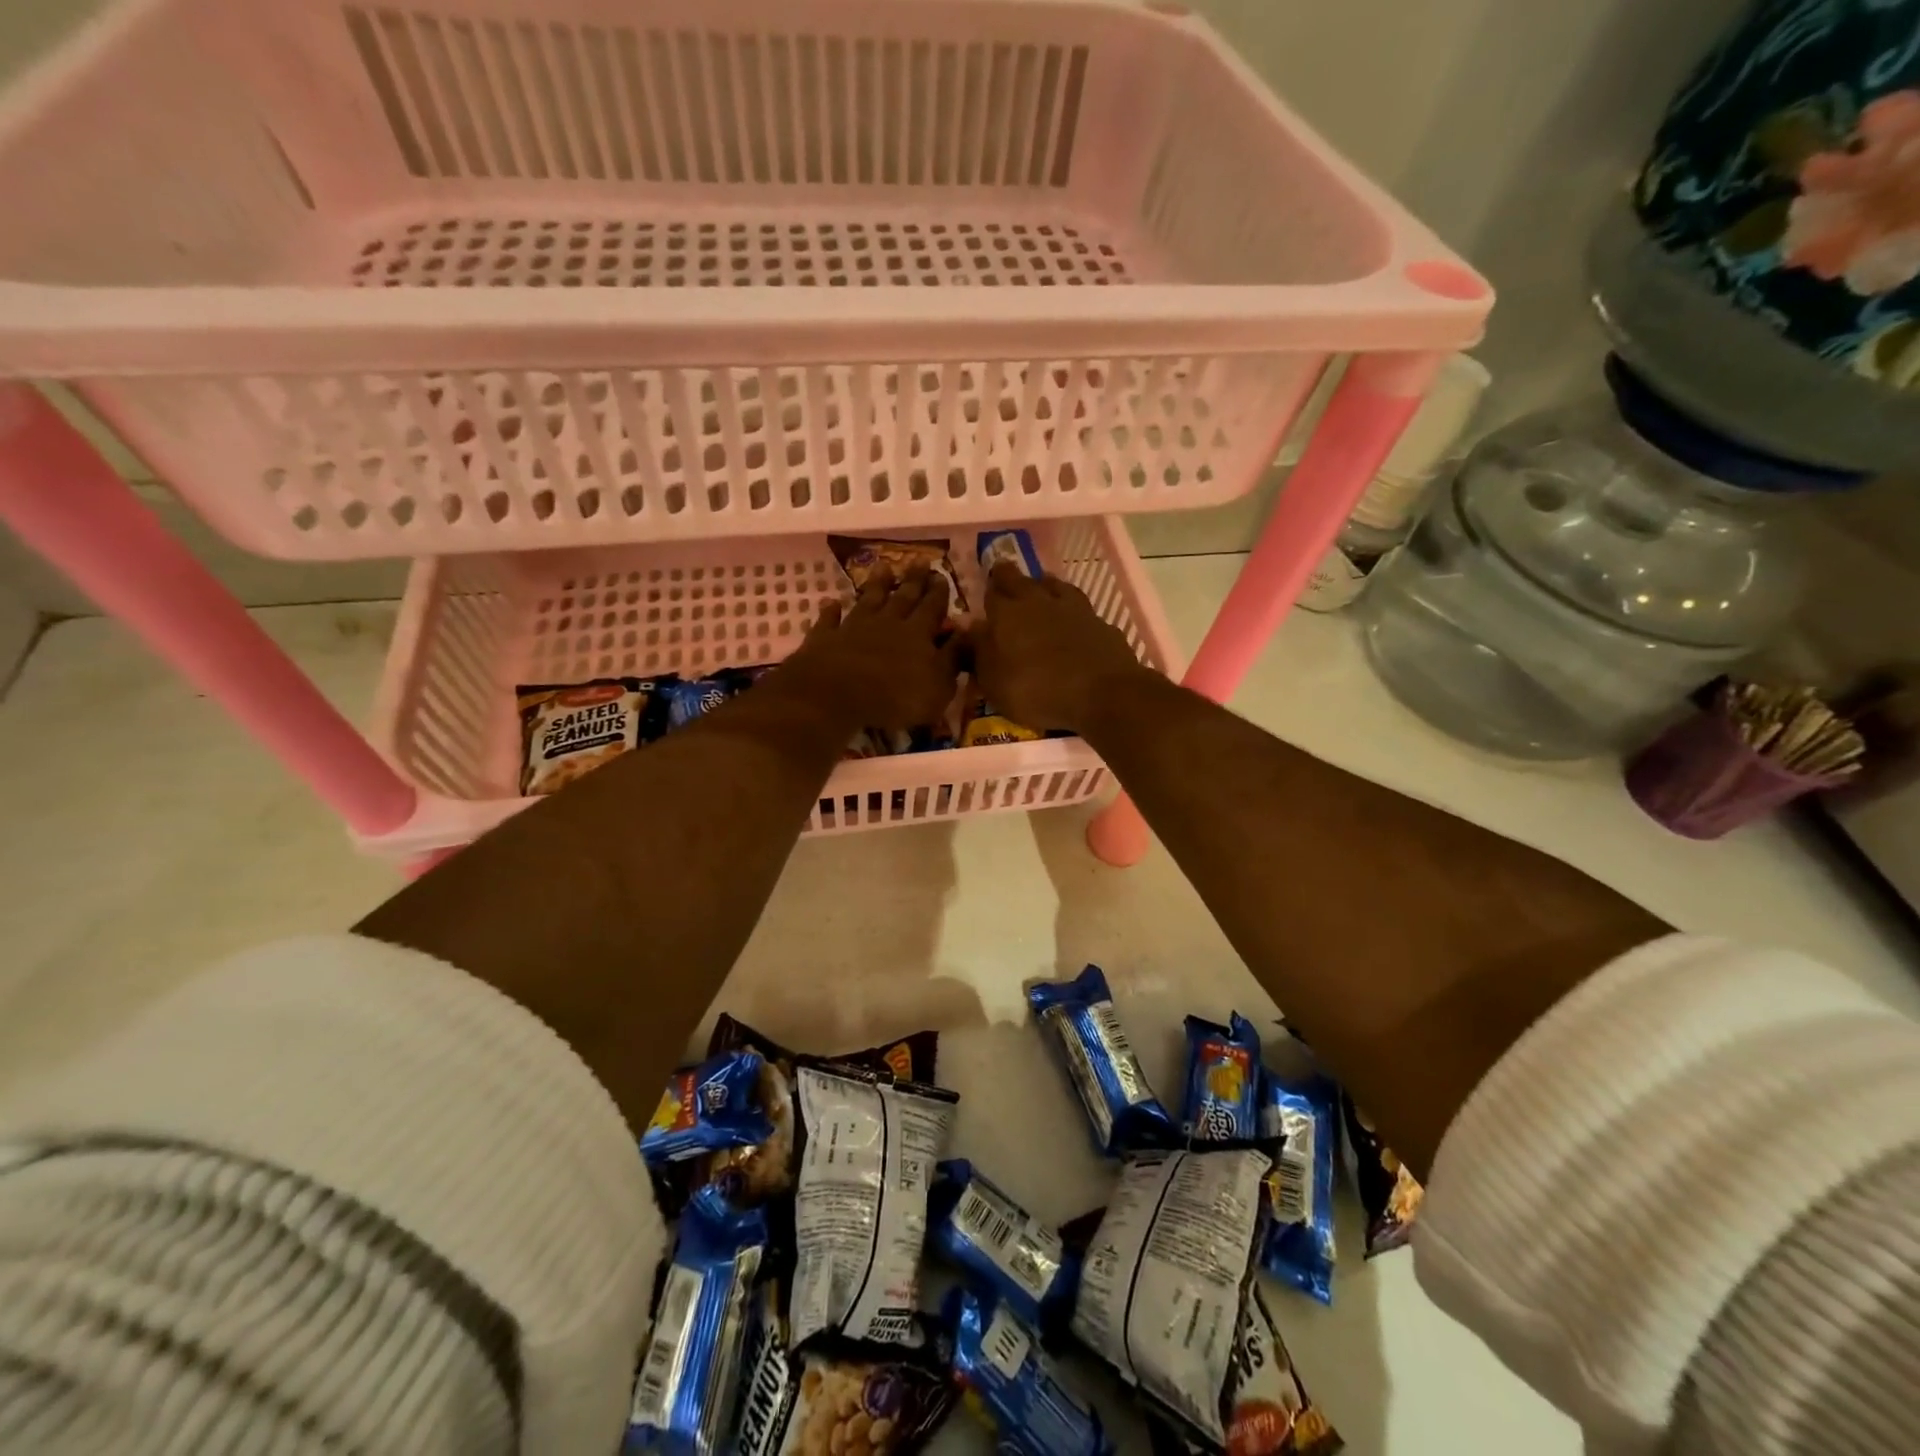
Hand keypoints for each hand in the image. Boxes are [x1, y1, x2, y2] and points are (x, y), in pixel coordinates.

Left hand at [779, 567, 960, 729]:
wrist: (837, 695)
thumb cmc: (896, 697)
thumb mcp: (939, 684)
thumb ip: (954, 656)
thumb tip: (969, 630)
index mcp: (918, 634)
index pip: (932, 608)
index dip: (939, 593)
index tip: (942, 575)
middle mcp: (887, 623)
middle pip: (903, 597)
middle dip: (913, 580)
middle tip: (920, 561)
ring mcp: (854, 628)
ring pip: (868, 600)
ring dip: (876, 584)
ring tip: (883, 566)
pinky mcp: (826, 639)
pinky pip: (830, 621)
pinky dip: (831, 611)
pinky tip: (832, 603)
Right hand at [972, 563, 1149, 733]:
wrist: (1102, 694)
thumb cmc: (1036, 691)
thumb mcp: (994, 682)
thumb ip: (978, 652)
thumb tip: (968, 626)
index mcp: (1006, 614)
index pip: (991, 593)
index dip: (986, 590)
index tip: (984, 592)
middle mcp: (1038, 602)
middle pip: (1020, 580)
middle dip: (1008, 577)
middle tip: (1003, 577)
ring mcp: (1073, 608)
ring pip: (1054, 585)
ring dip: (1043, 585)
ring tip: (1039, 588)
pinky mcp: (1100, 623)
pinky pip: (1080, 608)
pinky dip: (1072, 610)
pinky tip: (1073, 619)